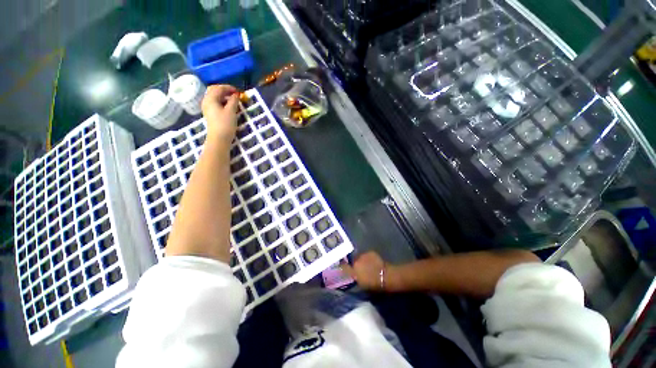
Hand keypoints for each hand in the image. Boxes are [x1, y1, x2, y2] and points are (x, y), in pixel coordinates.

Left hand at [201, 84, 238, 145]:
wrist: (219, 139)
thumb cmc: (225, 124)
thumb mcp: (231, 111)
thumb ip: (234, 101)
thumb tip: (236, 95)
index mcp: (210, 98)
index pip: (219, 88)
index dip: (229, 88)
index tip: (238, 91)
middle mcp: (206, 101)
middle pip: (214, 90)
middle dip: (224, 90)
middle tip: (235, 94)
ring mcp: (207, 107)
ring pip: (214, 97)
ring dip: (223, 96)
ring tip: (233, 100)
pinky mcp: (210, 113)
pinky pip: (215, 103)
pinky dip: (222, 101)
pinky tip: (228, 106)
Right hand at [341, 251, 387, 291]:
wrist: (386, 276)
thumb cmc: (374, 285)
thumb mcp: (362, 285)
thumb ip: (355, 278)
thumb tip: (352, 276)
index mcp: (353, 270)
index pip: (343, 267)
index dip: (343, 267)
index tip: (342, 267)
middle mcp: (355, 261)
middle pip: (352, 261)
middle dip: (354, 264)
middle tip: (358, 268)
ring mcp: (363, 255)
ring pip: (359, 257)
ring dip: (361, 260)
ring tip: (366, 264)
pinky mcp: (370, 252)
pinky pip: (366, 255)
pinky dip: (368, 258)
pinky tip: (372, 262)